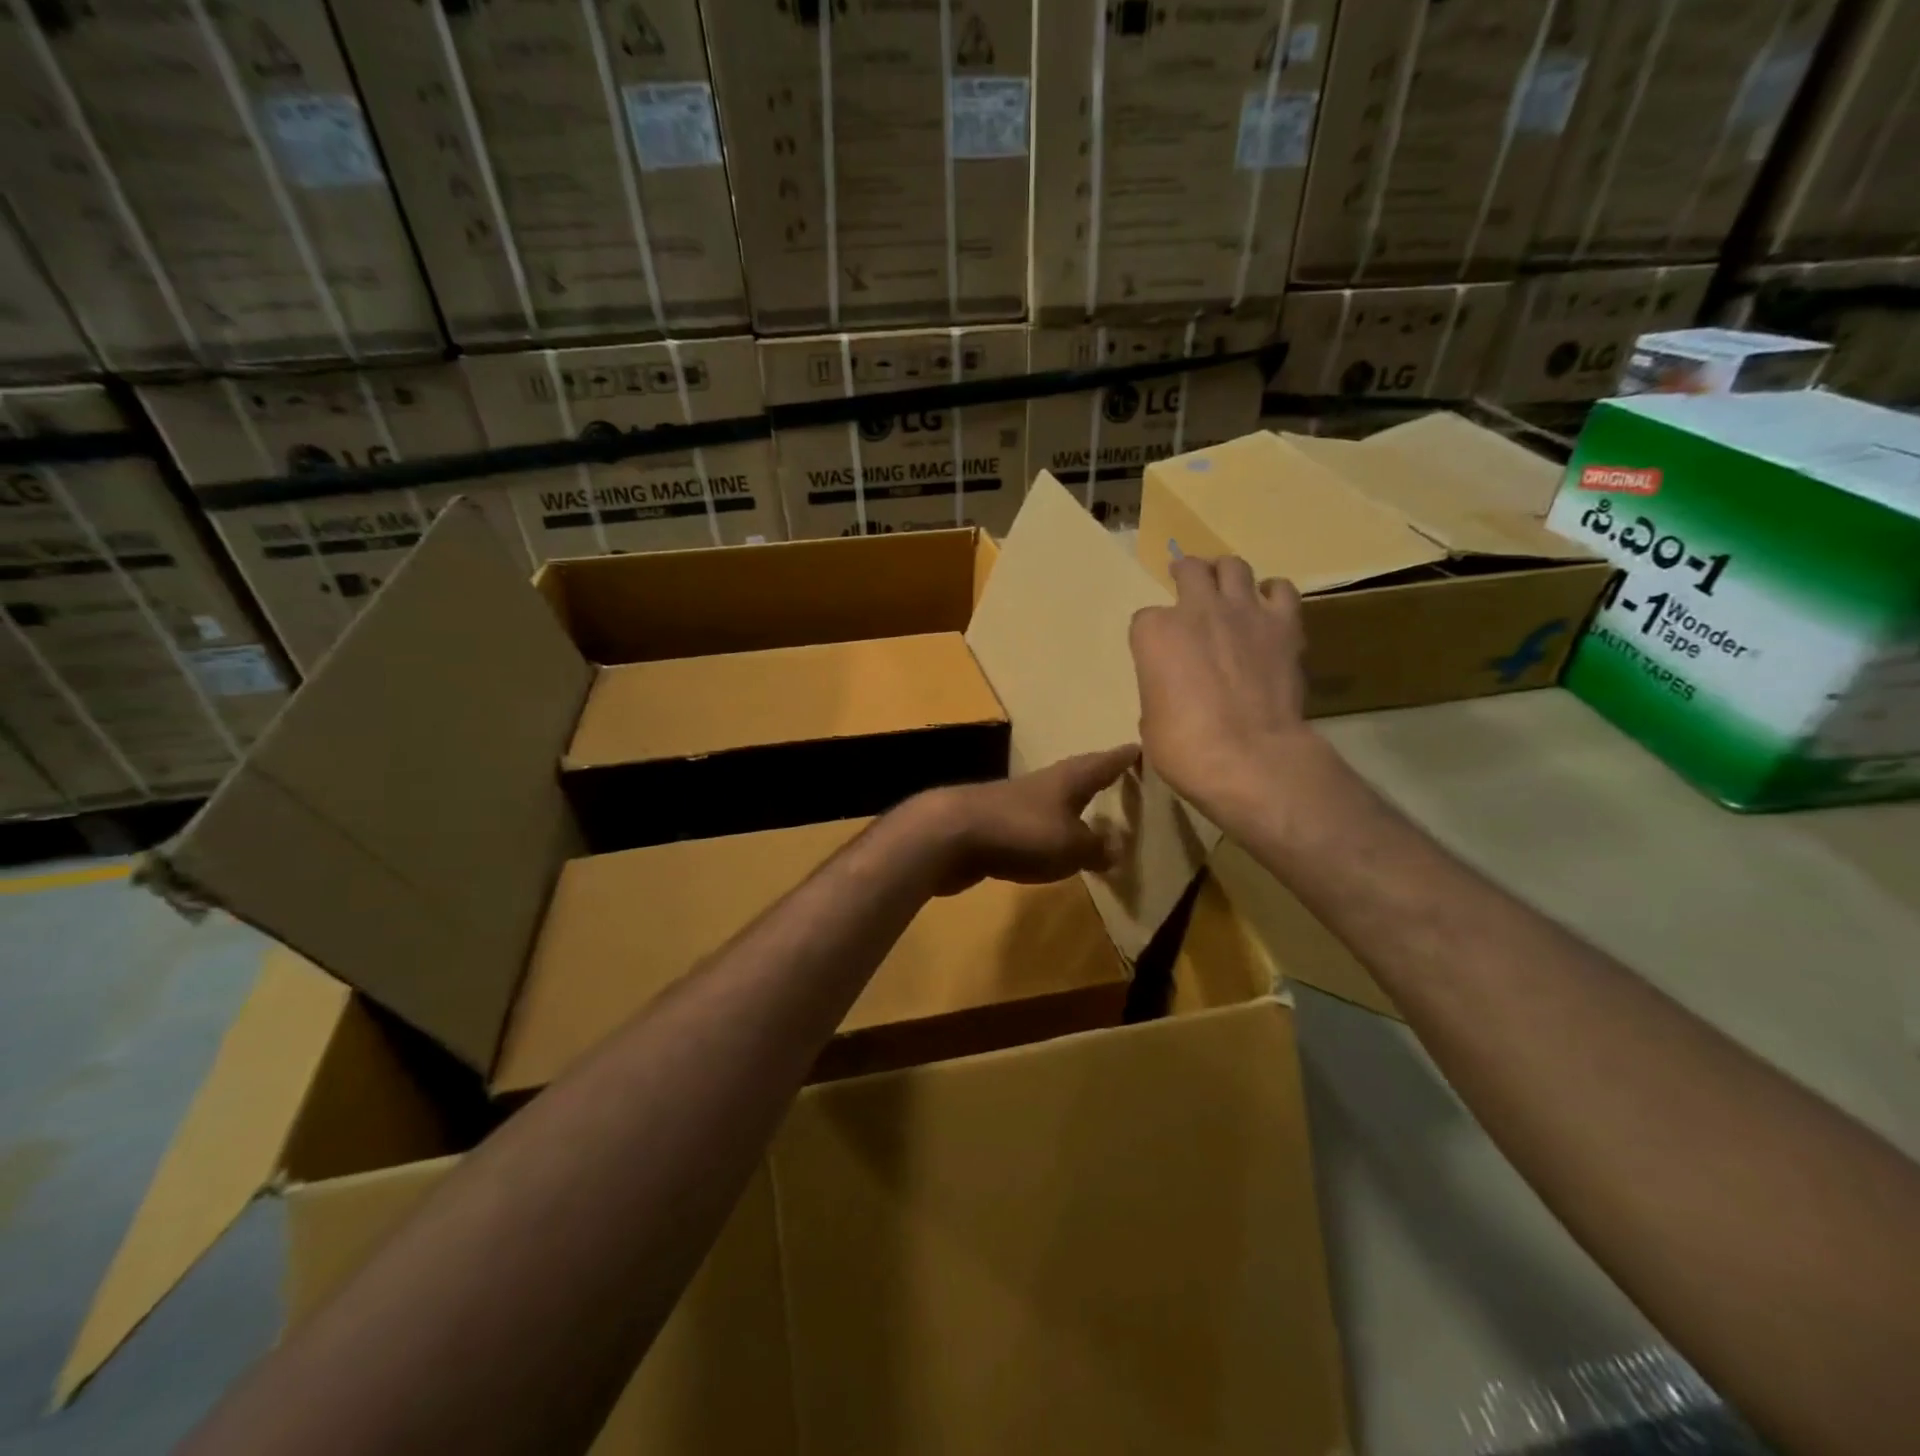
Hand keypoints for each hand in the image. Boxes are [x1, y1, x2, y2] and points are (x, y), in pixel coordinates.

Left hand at [903, 746, 1139, 895]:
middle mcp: (1044, 783)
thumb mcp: (1071, 846)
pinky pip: (1032, 825)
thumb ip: (1096, 847)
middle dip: (1098, 777)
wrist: (950, 835)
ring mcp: (1016, 802)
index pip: (1104, 762)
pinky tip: (1052, 845)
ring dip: (1073, 806)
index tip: (1141, 748)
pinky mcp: (995, 825)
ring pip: (1054, 800)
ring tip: (1092, 814)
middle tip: (1121, 778)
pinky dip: (1049, 831)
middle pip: (1077, 776)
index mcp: (1069, 779)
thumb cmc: (1021, 832)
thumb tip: (1116, 848)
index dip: (1124, 758)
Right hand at [1129, 555, 1311, 828]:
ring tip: (1226, 585)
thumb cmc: (1184, 747)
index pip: (1145, 619)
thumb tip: (1175, 693)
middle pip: (1189, 571)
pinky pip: (1281, 590)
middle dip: (1185, 575)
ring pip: (1233, 566)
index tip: (1159, 652)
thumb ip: (1160, 690)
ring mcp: (1243, 612)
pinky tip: (1268, 606)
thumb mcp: (1151, 720)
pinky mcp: (1283, 625)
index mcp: (1154, 634)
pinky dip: (1272, 593)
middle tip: (1187, 582)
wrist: (1249, 757)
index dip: (1152, 636)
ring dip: (1226, 573)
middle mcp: (1196, 610)